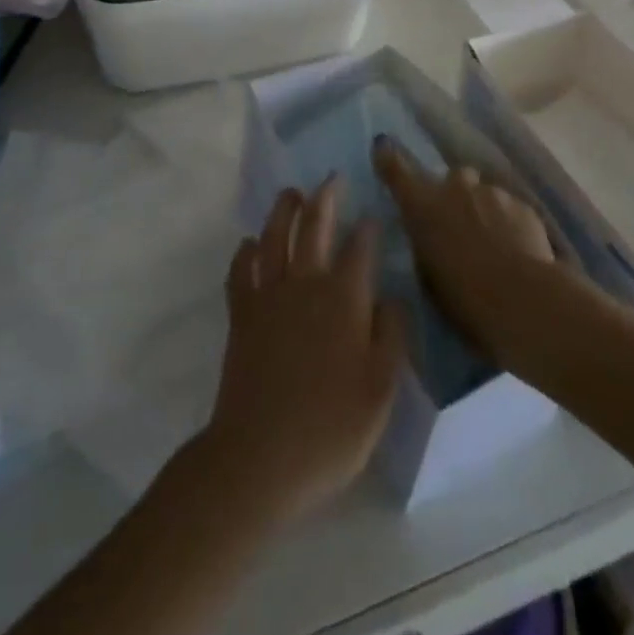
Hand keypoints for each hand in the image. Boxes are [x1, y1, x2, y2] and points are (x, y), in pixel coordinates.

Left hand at [199, 179, 404, 527]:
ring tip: (291, 194)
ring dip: (283, 211)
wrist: (260, 456)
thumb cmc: (330, 428)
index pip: (360, 249)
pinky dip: (245, 252)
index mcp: (344, 298)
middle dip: (325, 199)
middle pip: (314, 227)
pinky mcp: (241, 313)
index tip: (374, 214)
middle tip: (331, 178)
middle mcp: (305, 283)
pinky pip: (240, 270)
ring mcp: (268, 295)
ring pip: (274, 236)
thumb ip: (392, 335)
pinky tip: (249, 244)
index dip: (368, 228)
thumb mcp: (381, 389)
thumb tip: (393, 297)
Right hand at [374, 136, 559, 365]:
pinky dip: (509, 224)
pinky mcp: (522, 205)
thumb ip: (426, 243)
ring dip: (483, 211)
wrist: (521, 298)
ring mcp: (492, 193)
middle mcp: (455, 187)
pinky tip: (516, 251)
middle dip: (455, 195)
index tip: (383, 145)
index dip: (389, 157)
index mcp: (423, 206)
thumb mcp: (428, 274)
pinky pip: (510, 209)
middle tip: (460, 224)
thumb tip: (432, 234)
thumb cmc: (462, 296)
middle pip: (453, 179)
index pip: (397, 170)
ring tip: (494, 245)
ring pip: (484, 194)